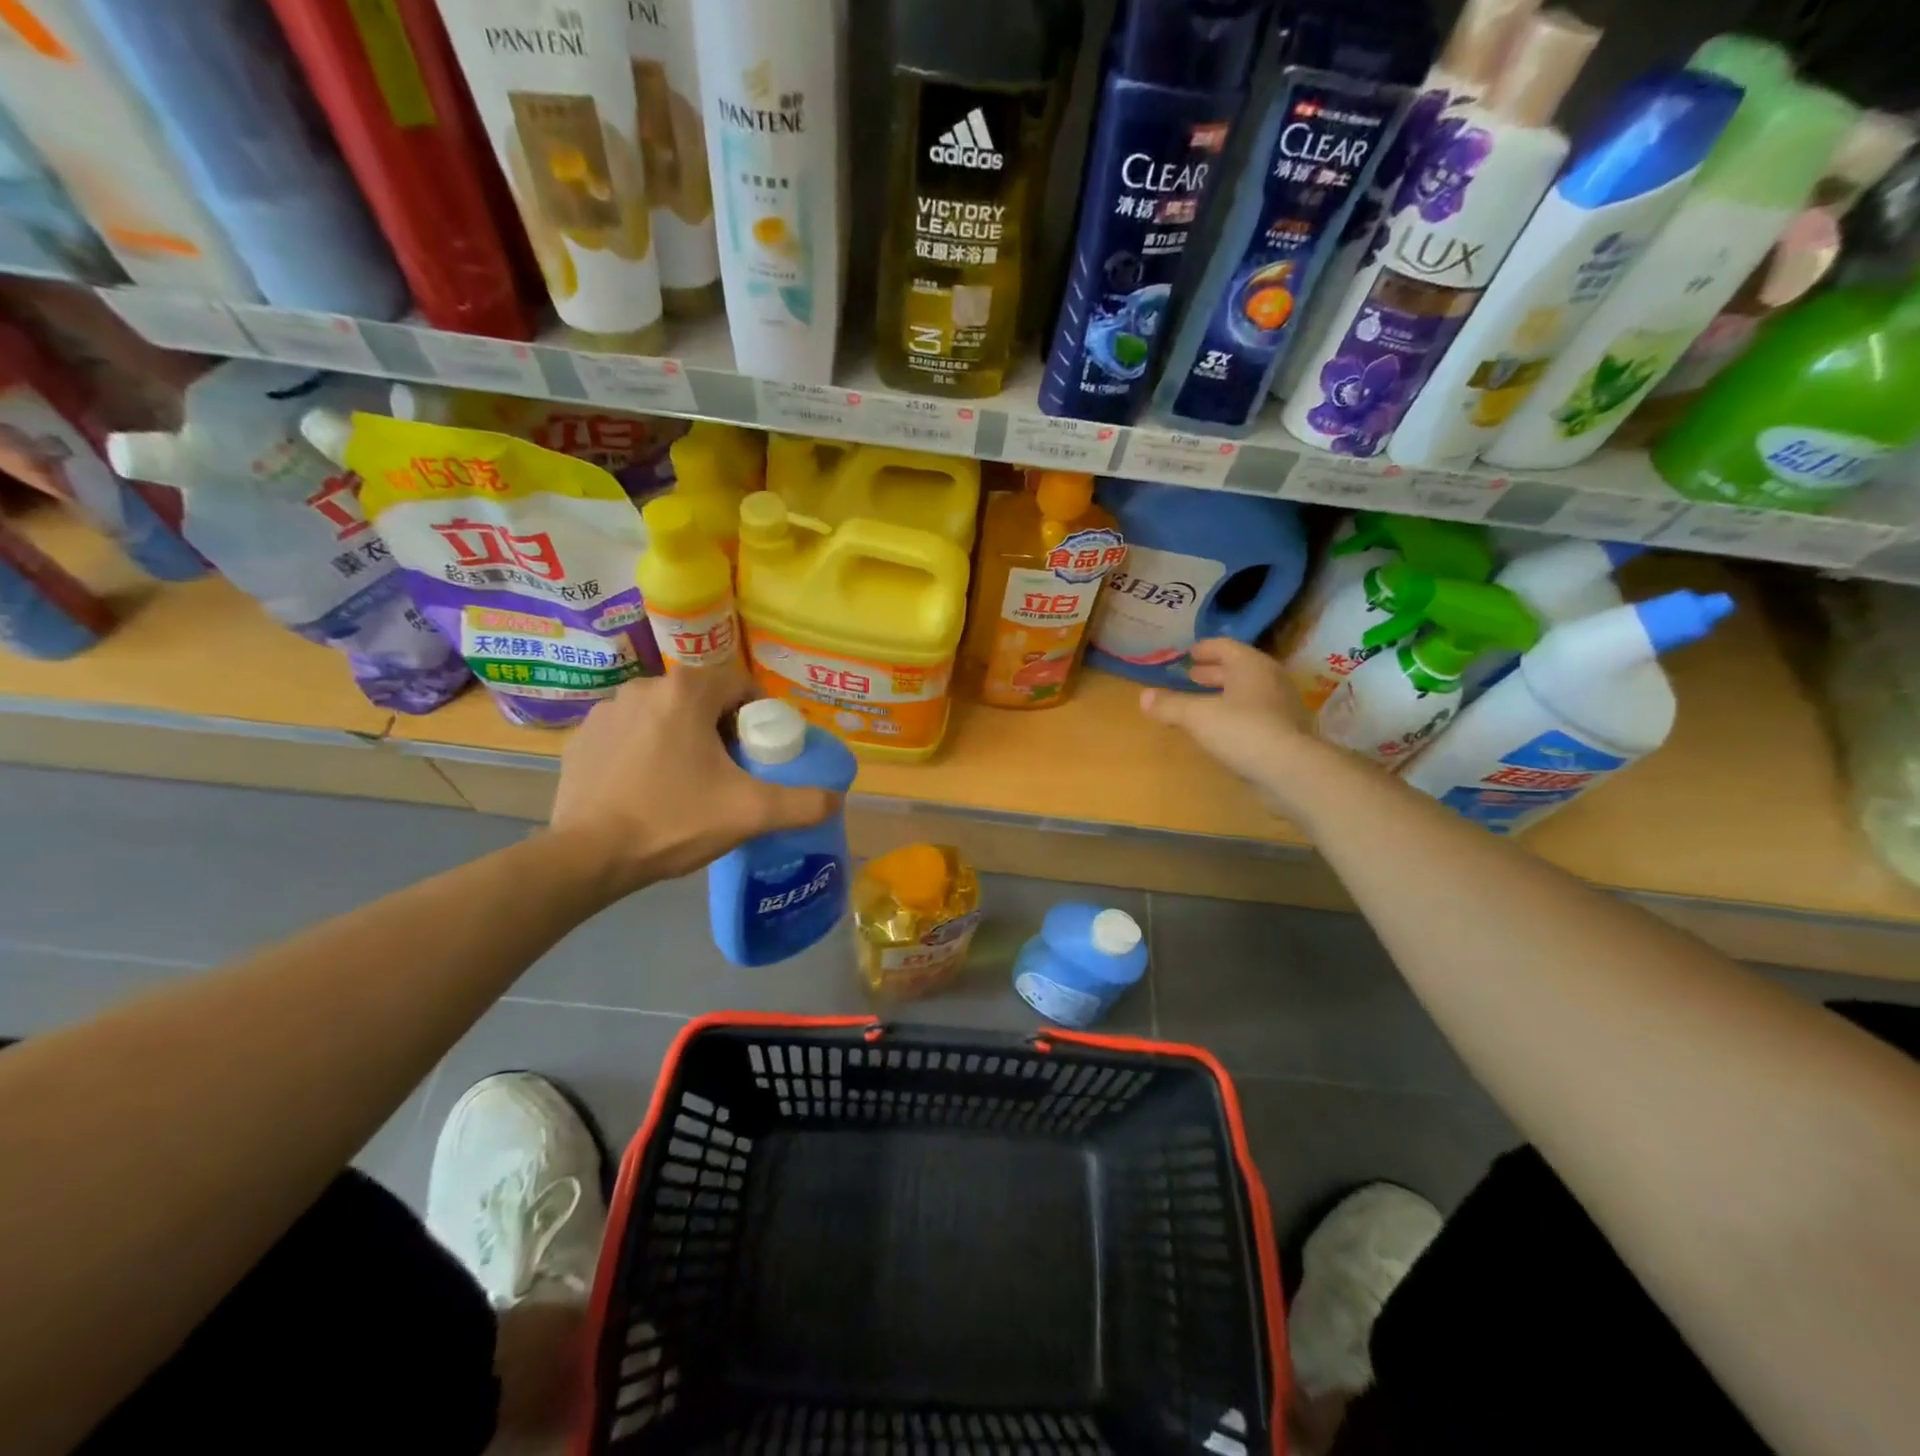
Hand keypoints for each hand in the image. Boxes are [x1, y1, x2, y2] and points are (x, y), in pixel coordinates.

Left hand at [550, 662, 840, 896]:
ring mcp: (605, 712)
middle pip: (702, 699)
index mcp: (685, 691)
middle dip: (722, 729)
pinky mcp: (581, 740)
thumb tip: (837, 799)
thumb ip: (803, 803)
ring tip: (689, 783)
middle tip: (732, 772)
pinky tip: (648, 789)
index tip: (762, 752)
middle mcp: (643, 688)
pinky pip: (629, 736)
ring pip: (664, 716)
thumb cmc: (674, 820)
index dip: (759, 717)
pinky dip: (645, 752)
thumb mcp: (750, 813)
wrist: (587, 857)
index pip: (740, 685)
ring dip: (683, 738)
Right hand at [1139, 638, 1327, 812]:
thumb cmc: (1242, 730)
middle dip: (1213, 673)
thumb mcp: (1197, 716)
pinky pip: (1255, 714)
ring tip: (1202, 702)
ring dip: (1224, 694)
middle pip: (1238, 669)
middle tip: (1192, 676)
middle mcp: (1270, 680)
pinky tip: (1222, 728)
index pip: (1226, 647)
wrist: (1291, 770)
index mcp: (1251, 666)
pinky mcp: (1286, 732)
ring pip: (1248, 692)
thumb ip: (1170, 705)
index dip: (1205, 649)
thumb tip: (1143, 697)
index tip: (1189, 654)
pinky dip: (1236, 714)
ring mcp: (1282, 706)